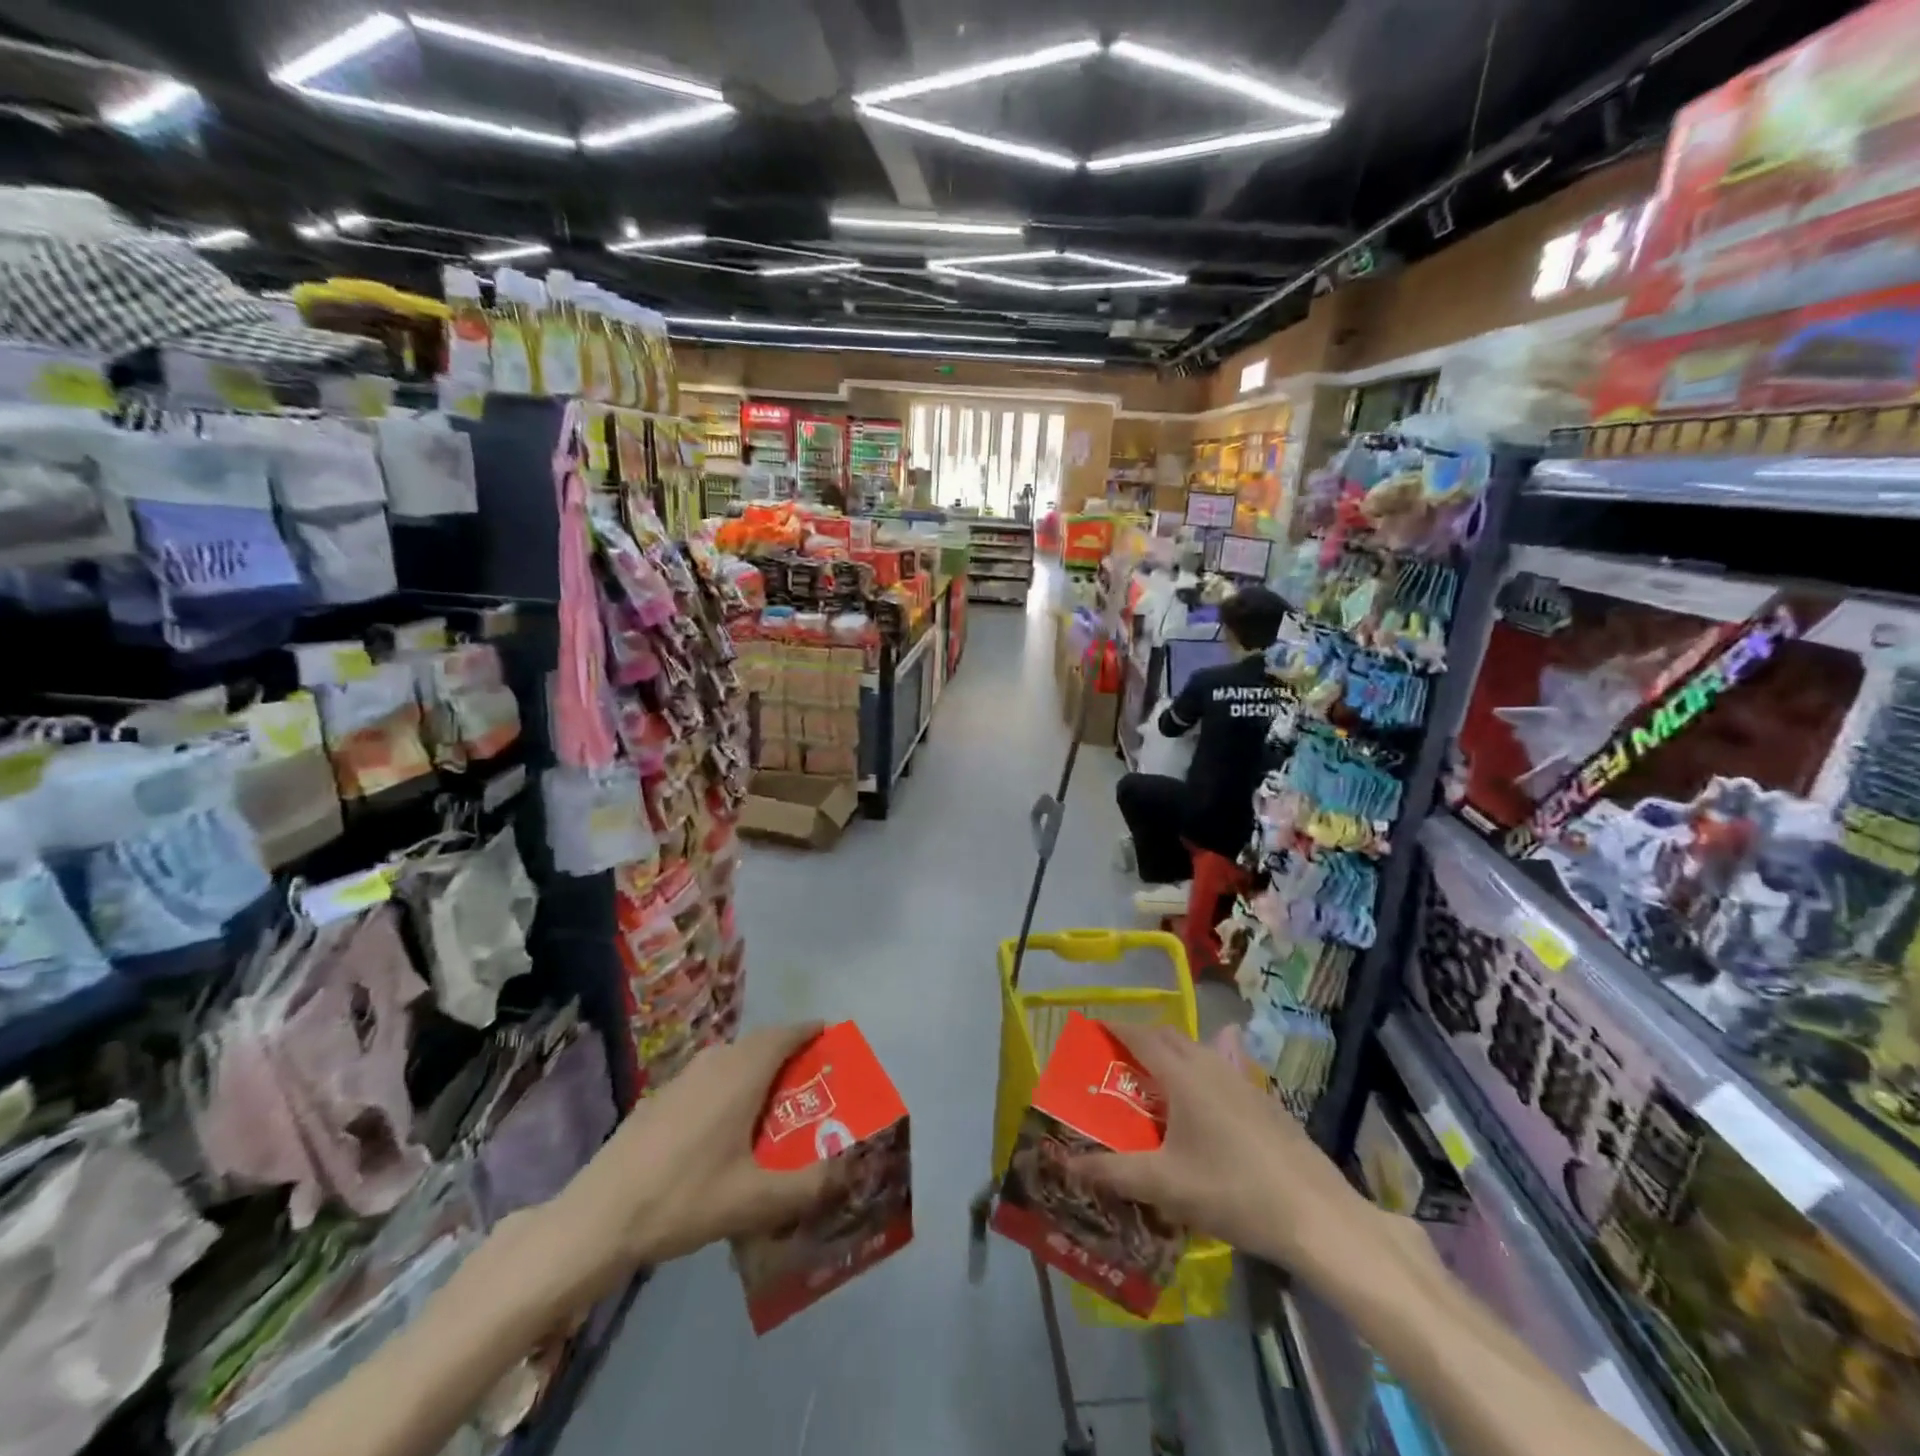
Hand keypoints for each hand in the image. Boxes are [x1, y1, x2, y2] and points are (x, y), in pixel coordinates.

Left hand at [545, 1024, 834, 1300]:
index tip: (831, 1036)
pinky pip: (710, 1076)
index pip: (785, 1034)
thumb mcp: (755, 1201)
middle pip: (760, 1044)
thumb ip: (808, 1186)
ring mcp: (683, 1077)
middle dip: (789, 1053)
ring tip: (776, 1102)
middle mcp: (715, 1062)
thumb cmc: (684, 1198)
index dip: (810, 1031)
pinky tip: (728, 1126)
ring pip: (733, 1059)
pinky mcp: (661, 1097)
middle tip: (811, 1079)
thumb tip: (848, 1173)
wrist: (599, 1217)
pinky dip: (731, 1085)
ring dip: (758, 1069)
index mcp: (742, 1073)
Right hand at [1071, 1023, 1369, 1274]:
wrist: (1316, 1215)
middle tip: (1119, 1059)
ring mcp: (1244, 1082)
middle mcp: (1212, 1066)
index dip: (1115, 1029)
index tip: (1093, 1028)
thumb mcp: (1165, 1185)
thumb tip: (1068, 1164)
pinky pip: (1223, 1071)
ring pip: (1200, 1052)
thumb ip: (1113, 1172)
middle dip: (1142, 1039)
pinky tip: (1205, 1109)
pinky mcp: (1266, 1102)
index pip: (1140, 1037)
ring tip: (1157, 1082)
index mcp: (1184, 1075)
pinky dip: (1201, 1074)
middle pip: (1170, 1037)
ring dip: (1173, 1056)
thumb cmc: (1232, 1191)